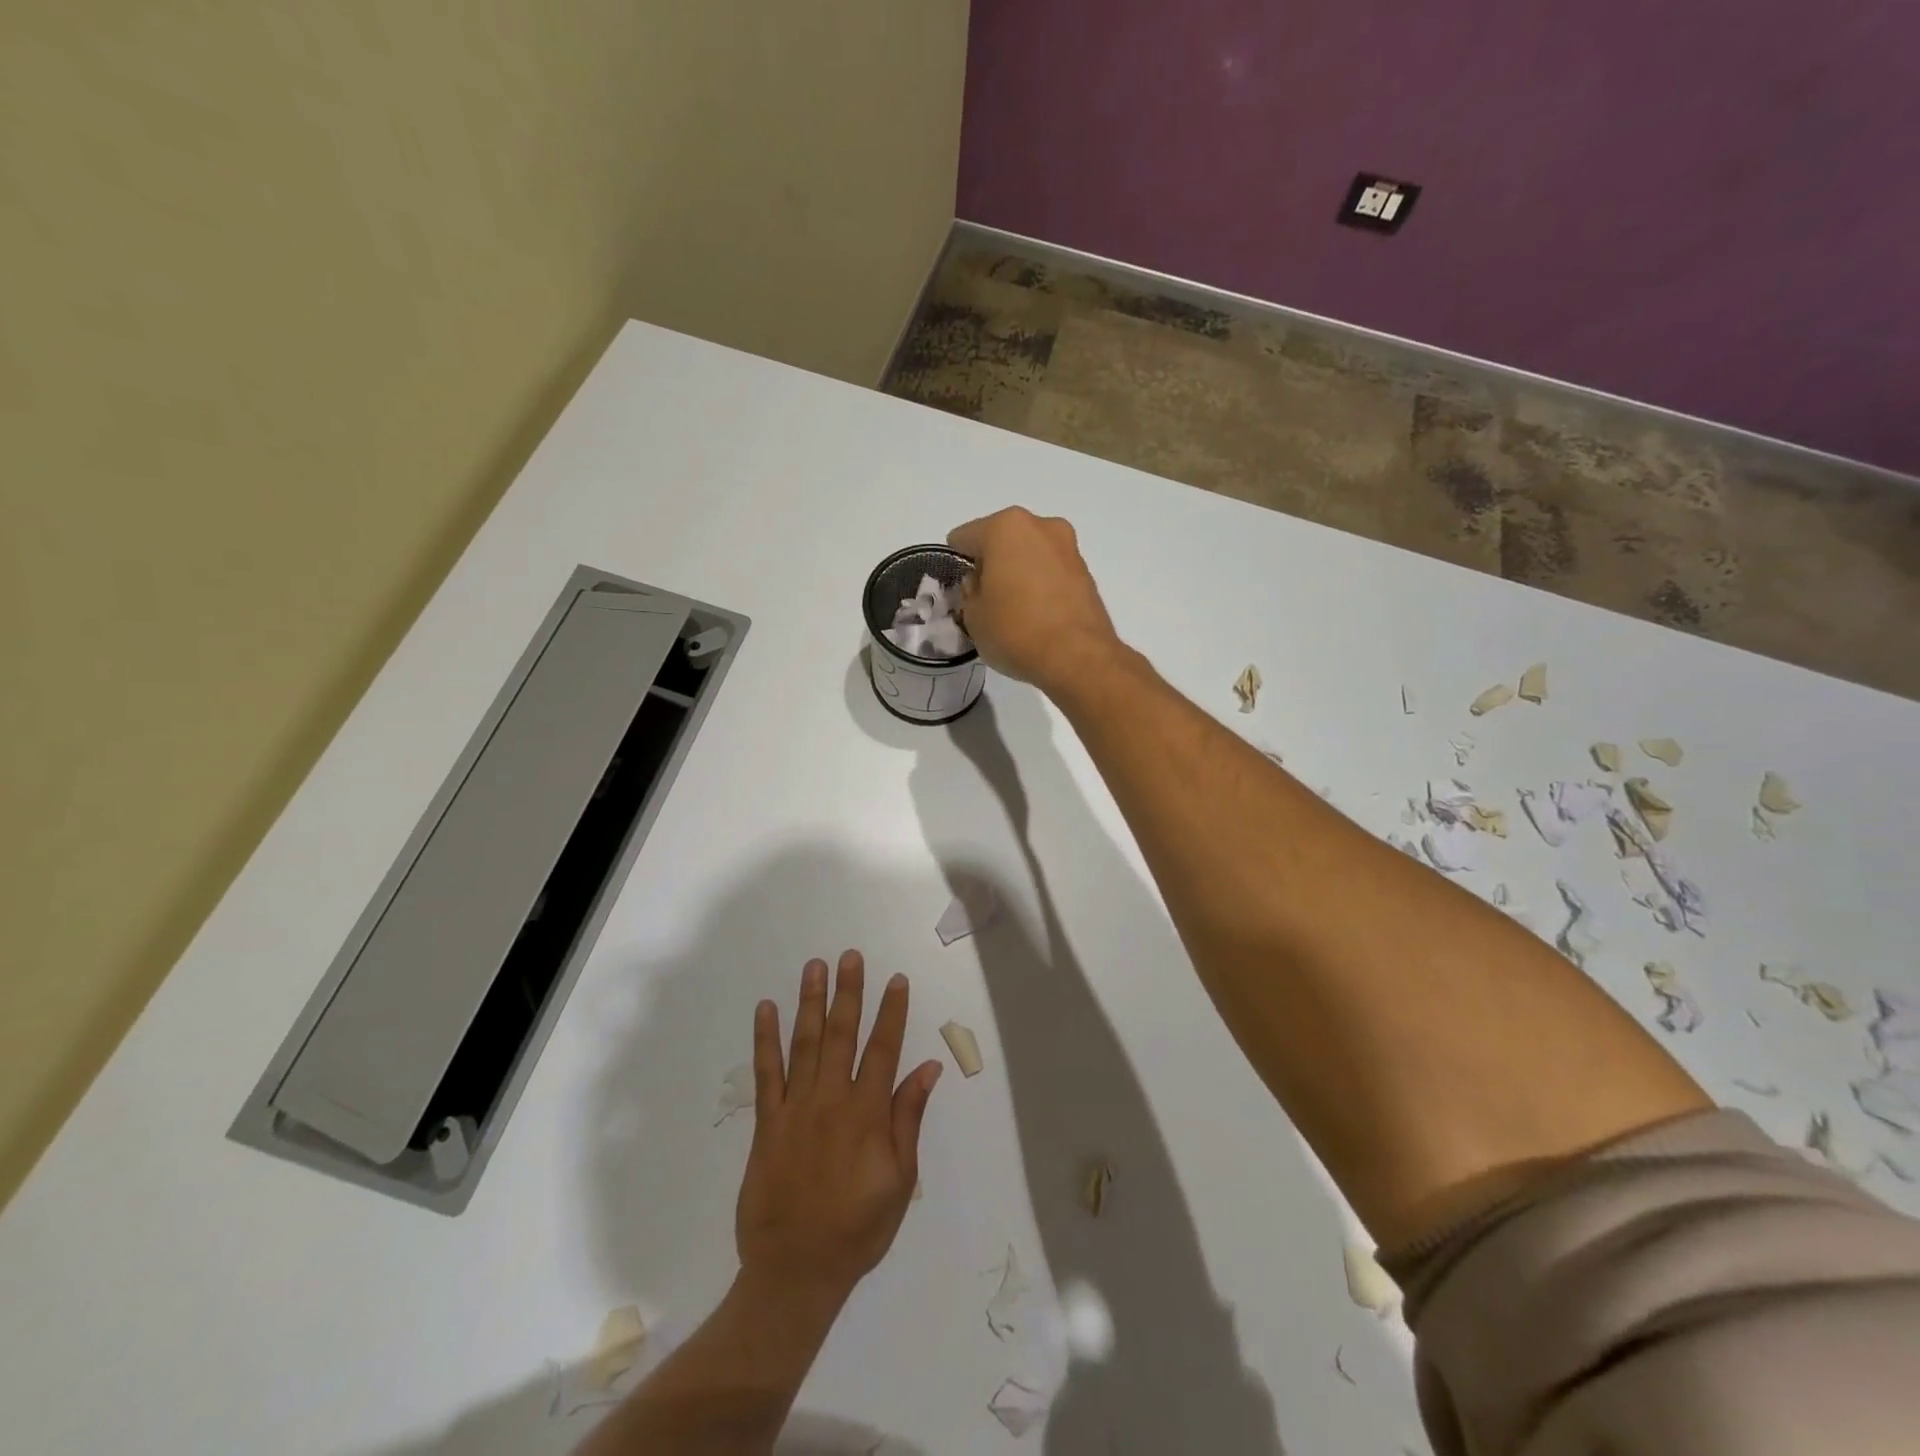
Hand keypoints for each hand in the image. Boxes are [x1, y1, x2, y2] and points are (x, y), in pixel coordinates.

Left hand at [736, 952, 942, 1307]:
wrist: (794, 1273)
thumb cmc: (857, 1229)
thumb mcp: (899, 1181)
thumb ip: (908, 1119)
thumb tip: (928, 1068)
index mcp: (867, 1115)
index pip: (883, 1050)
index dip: (891, 1012)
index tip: (896, 979)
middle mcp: (831, 1101)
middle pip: (842, 1035)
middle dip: (849, 992)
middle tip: (850, 956)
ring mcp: (795, 1109)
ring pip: (805, 1044)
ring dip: (810, 1002)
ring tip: (815, 967)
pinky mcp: (766, 1123)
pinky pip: (766, 1073)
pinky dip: (766, 1039)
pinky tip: (766, 1009)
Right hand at [948, 507, 1122, 694]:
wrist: (1078, 657)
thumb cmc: (1015, 630)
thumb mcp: (973, 616)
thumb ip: (969, 592)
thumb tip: (981, 584)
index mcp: (1005, 527)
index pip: (963, 538)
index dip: (955, 564)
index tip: (959, 592)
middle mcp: (1040, 526)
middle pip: (1001, 541)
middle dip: (991, 566)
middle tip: (986, 601)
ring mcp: (1068, 547)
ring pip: (1029, 555)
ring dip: (1018, 574)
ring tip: (1014, 611)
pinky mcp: (1086, 572)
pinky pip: (1051, 573)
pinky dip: (1041, 586)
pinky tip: (1037, 616)